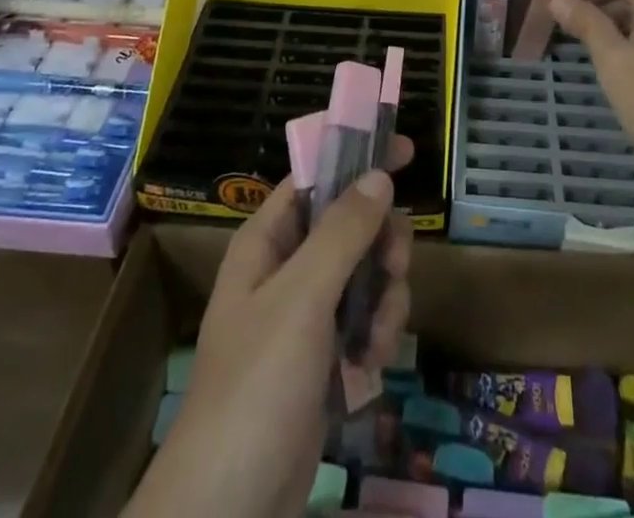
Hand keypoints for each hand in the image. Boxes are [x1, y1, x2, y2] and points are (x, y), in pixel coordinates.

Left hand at [127, 140, 411, 517]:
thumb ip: (343, 232)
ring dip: (384, 298)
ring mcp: (306, 313)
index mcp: (268, 240)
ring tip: (376, 339)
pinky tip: (371, 365)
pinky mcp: (324, 355)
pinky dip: (377, 333)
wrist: (229, 509)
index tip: (404, 151)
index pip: (316, 175)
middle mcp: (286, 267)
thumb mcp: (302, 299)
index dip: (357, 157)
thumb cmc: (257, 386)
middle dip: (381, 243)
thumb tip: (379, 174)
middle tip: (396, 265)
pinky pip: (365, 317)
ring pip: (366, 271)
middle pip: (351, 223)